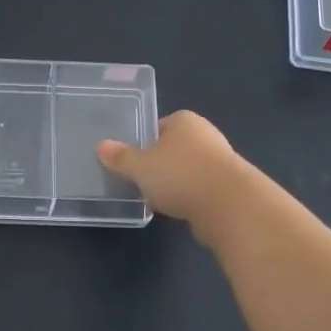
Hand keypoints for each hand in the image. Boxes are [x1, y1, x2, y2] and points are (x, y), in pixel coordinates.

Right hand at [97, 110, 246, 237]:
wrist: (229, 206)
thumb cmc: (180, 175)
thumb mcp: (140, 166)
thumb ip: (120, 157)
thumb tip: (101, 146)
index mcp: (184, 120)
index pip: (158, 126)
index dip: (143, 142)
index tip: (130, 160)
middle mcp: (205, 135)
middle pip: (173, 148)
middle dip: (159, 163)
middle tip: (139, 180)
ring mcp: (220, 161)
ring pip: (187, 169)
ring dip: (175, 182)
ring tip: (155, 198)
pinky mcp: (229, 187)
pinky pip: (200, 188)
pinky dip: (189, 197)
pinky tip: (177, 210)